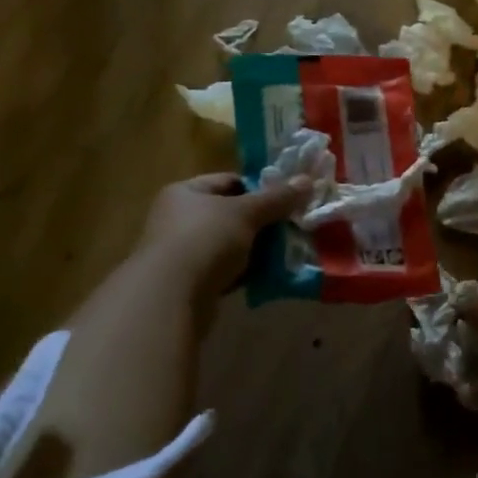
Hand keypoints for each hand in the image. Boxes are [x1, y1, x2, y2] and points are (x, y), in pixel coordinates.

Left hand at [137, 173, 306, 299]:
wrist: (170, 297)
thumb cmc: (205, 240)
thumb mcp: (246, 213)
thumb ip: (277, 198)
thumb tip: (307, 180)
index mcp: (185, 193)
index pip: (228, 181)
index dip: (259, 188)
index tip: (286, 200)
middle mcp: (178, 218)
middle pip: (230, 214)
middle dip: (261, 222)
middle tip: (291, 227)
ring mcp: (182, 251)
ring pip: (229, 244)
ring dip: (255, 249)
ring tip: (285, 252)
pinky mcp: (189, 282)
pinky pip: (224, 270)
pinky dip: (244, 272)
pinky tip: (266, 276)